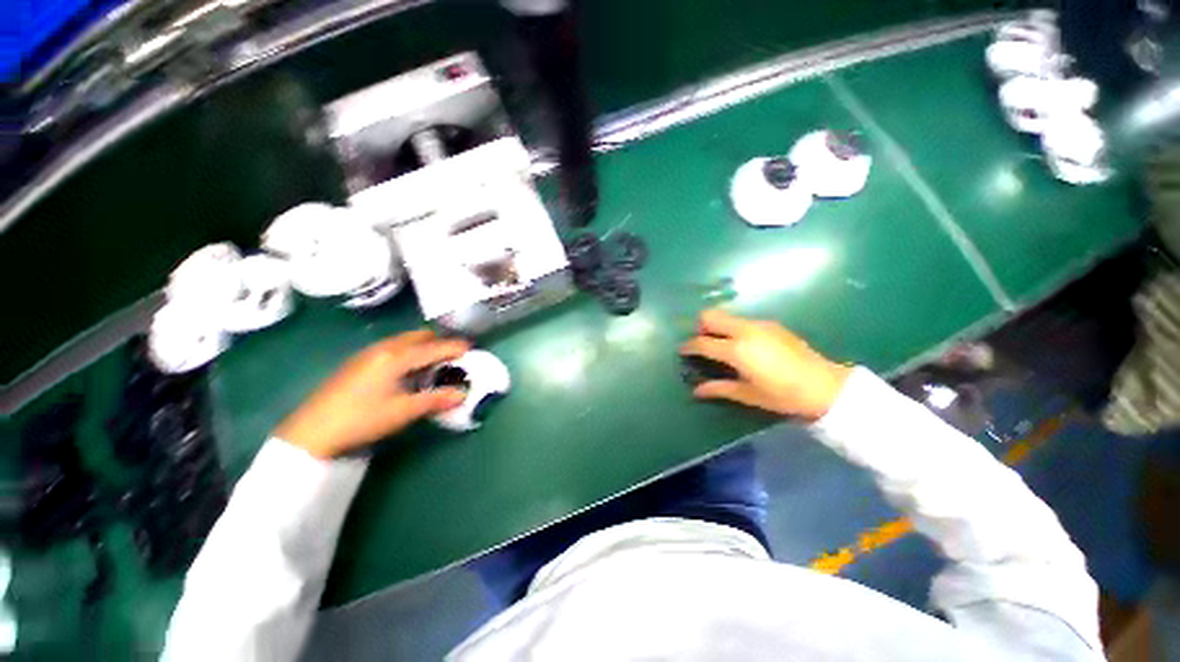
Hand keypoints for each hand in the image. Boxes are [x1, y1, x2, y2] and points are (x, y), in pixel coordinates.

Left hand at [275, 330, 470, 457]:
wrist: (311, 431)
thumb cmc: (361, 419)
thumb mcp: (403, 411)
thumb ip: (435, 400)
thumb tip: (462, 394)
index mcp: (396, 357)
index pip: (433, 347)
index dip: (454, 347)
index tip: (471, 348)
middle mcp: (384, 349)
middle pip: (418, 337)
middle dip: (438, 342)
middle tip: (453, 355)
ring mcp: (368, 354)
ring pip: (404, 341)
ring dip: (422, 346)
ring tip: (434, 362)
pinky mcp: (358, 362)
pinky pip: (392, 348)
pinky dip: (408, 352)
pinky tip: (407, 370)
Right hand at [679, 310, 852, 420]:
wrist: (825, 386)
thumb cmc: (783, 395)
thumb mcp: (748, 394)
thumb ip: (719, 388)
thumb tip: (696, 391)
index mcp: (736, 350)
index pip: (702, 342)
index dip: (688, 346)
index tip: (682, 350)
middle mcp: (744, 331)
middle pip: (710, 316)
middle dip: (700, 327)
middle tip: (703, 344)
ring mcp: (759, 324)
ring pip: (727, 316)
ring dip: (717, 327)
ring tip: (722, 346)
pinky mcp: (771, 324)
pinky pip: (742, 320)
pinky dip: (733, 328)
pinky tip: (744, 346)